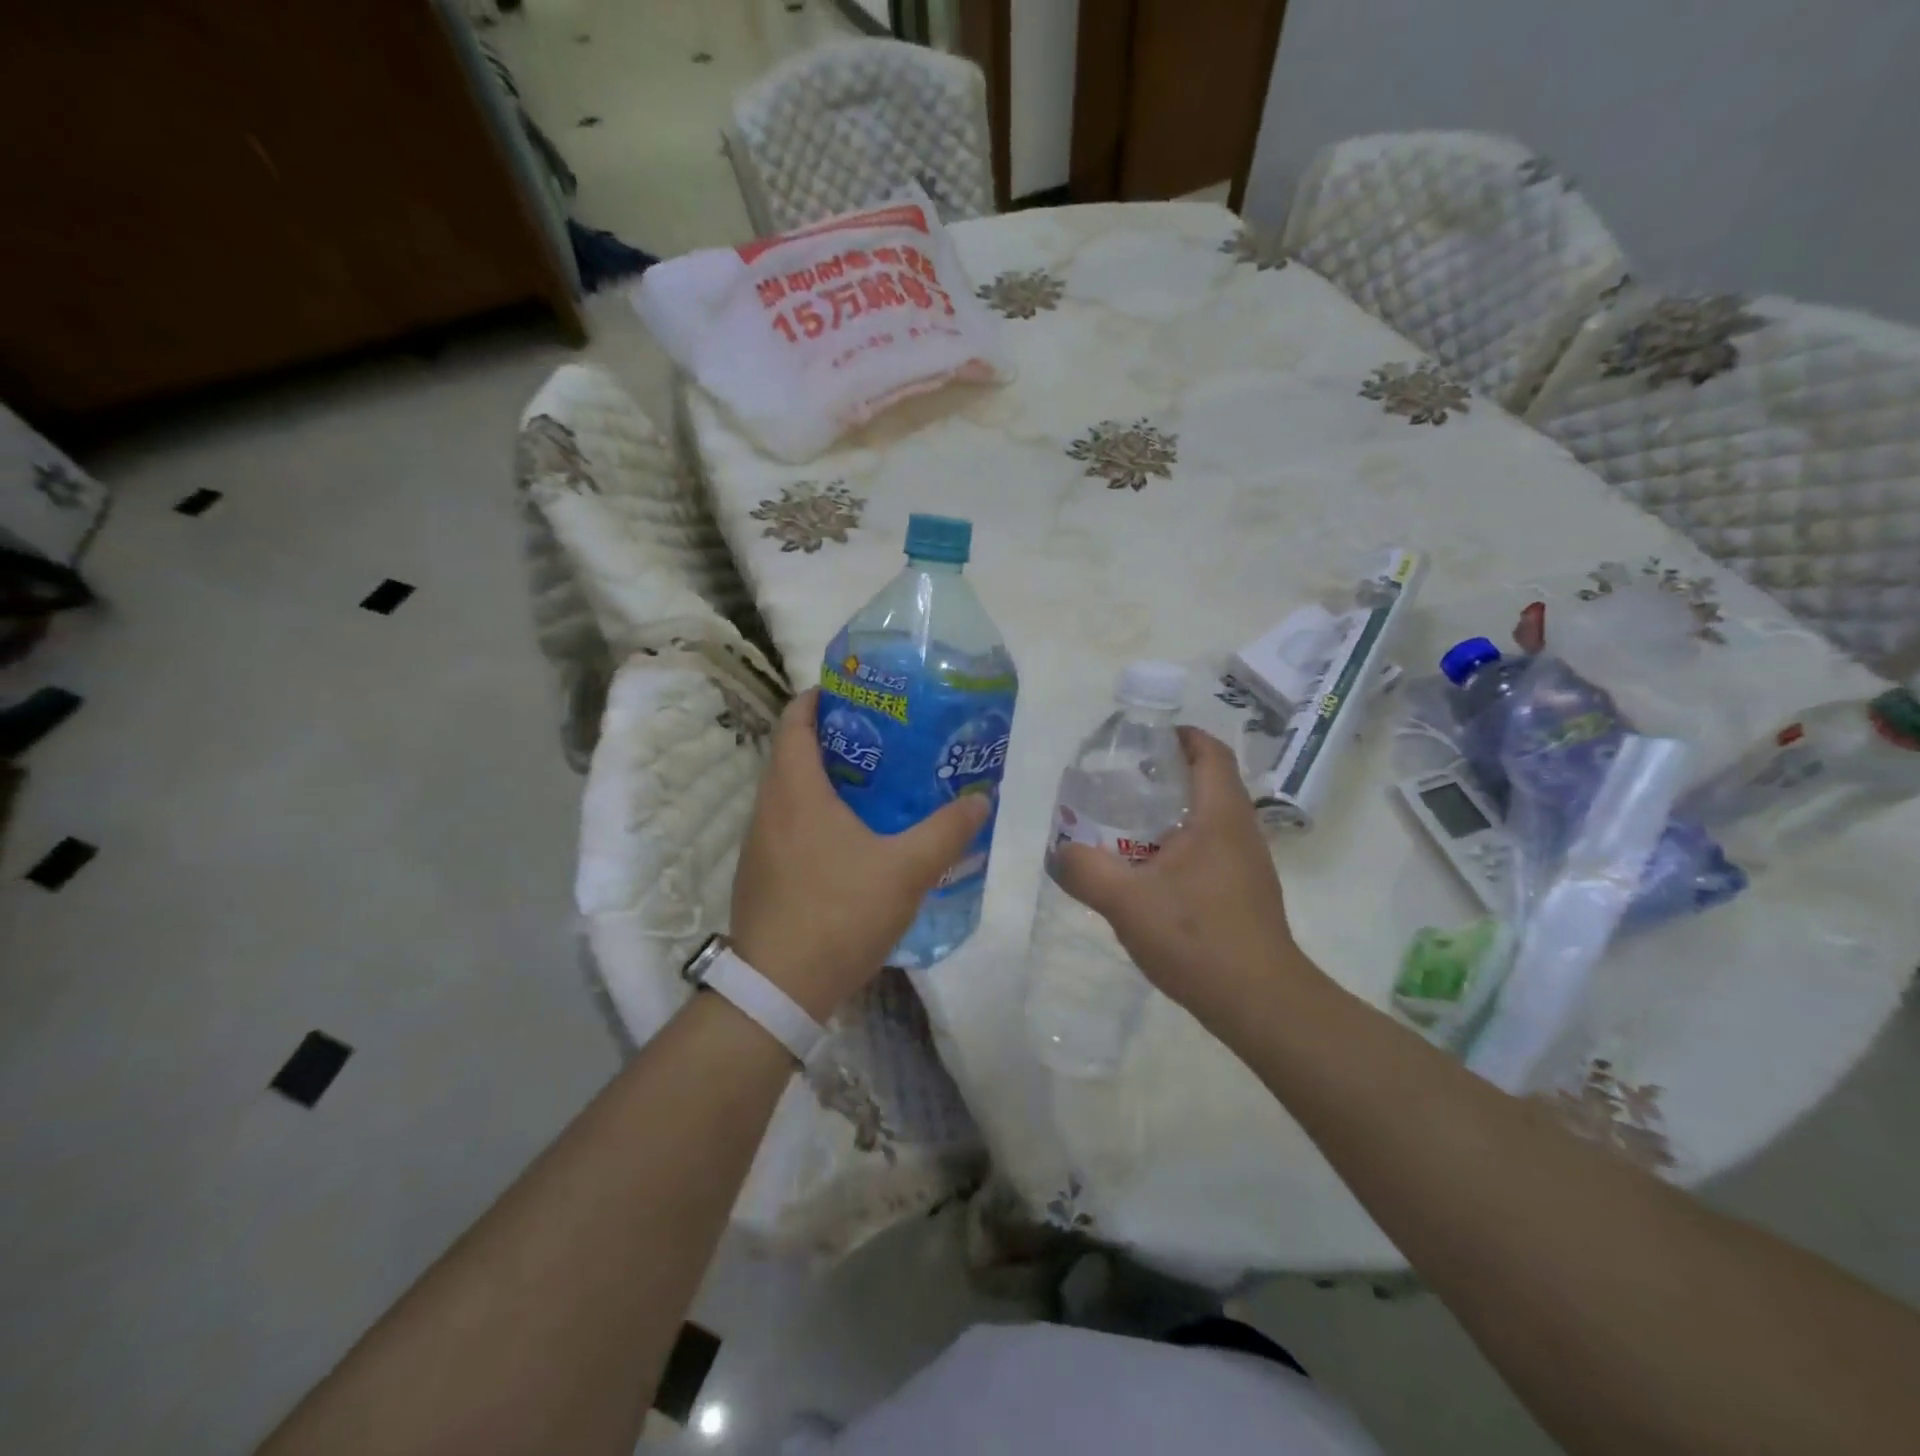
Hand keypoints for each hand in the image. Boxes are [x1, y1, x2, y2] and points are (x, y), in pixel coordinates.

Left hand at [729, 689, 990, 1019]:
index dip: (822, 696)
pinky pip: (791, 823)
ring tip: (881, 782)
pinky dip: (820, 813)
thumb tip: (980, 800)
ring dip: (830, 779)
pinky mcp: (763, 872)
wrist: (779, 989)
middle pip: (796, 751)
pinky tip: (857, 837)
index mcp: (794, 789)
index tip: (862, 693)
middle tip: (889, 738)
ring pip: (793, 790)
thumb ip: (946, 831)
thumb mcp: (906, 870)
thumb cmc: (839, 913)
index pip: (796, 718)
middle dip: (839, 737)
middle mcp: (768, 806)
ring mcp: (760, 842)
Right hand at [1050, 726, 1324, 1027]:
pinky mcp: (1246, 892)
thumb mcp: (1127, 902)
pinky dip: (1181, 842)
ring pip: (1210, 817)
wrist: (1259, 1002)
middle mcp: (1241, 831)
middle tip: (1122, 781)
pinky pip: (1212, 847)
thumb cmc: (1197, 938)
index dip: (1181, 736)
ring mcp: (1248, 863)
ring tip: (1128, 823)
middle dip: (1168, 773)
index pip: (1210, 753)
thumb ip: (1086, 871)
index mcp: (1219, 816)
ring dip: (1173, 811)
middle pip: (1210, 781)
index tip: (1144, 738)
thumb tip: (1059, 853)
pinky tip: (1150, 871)